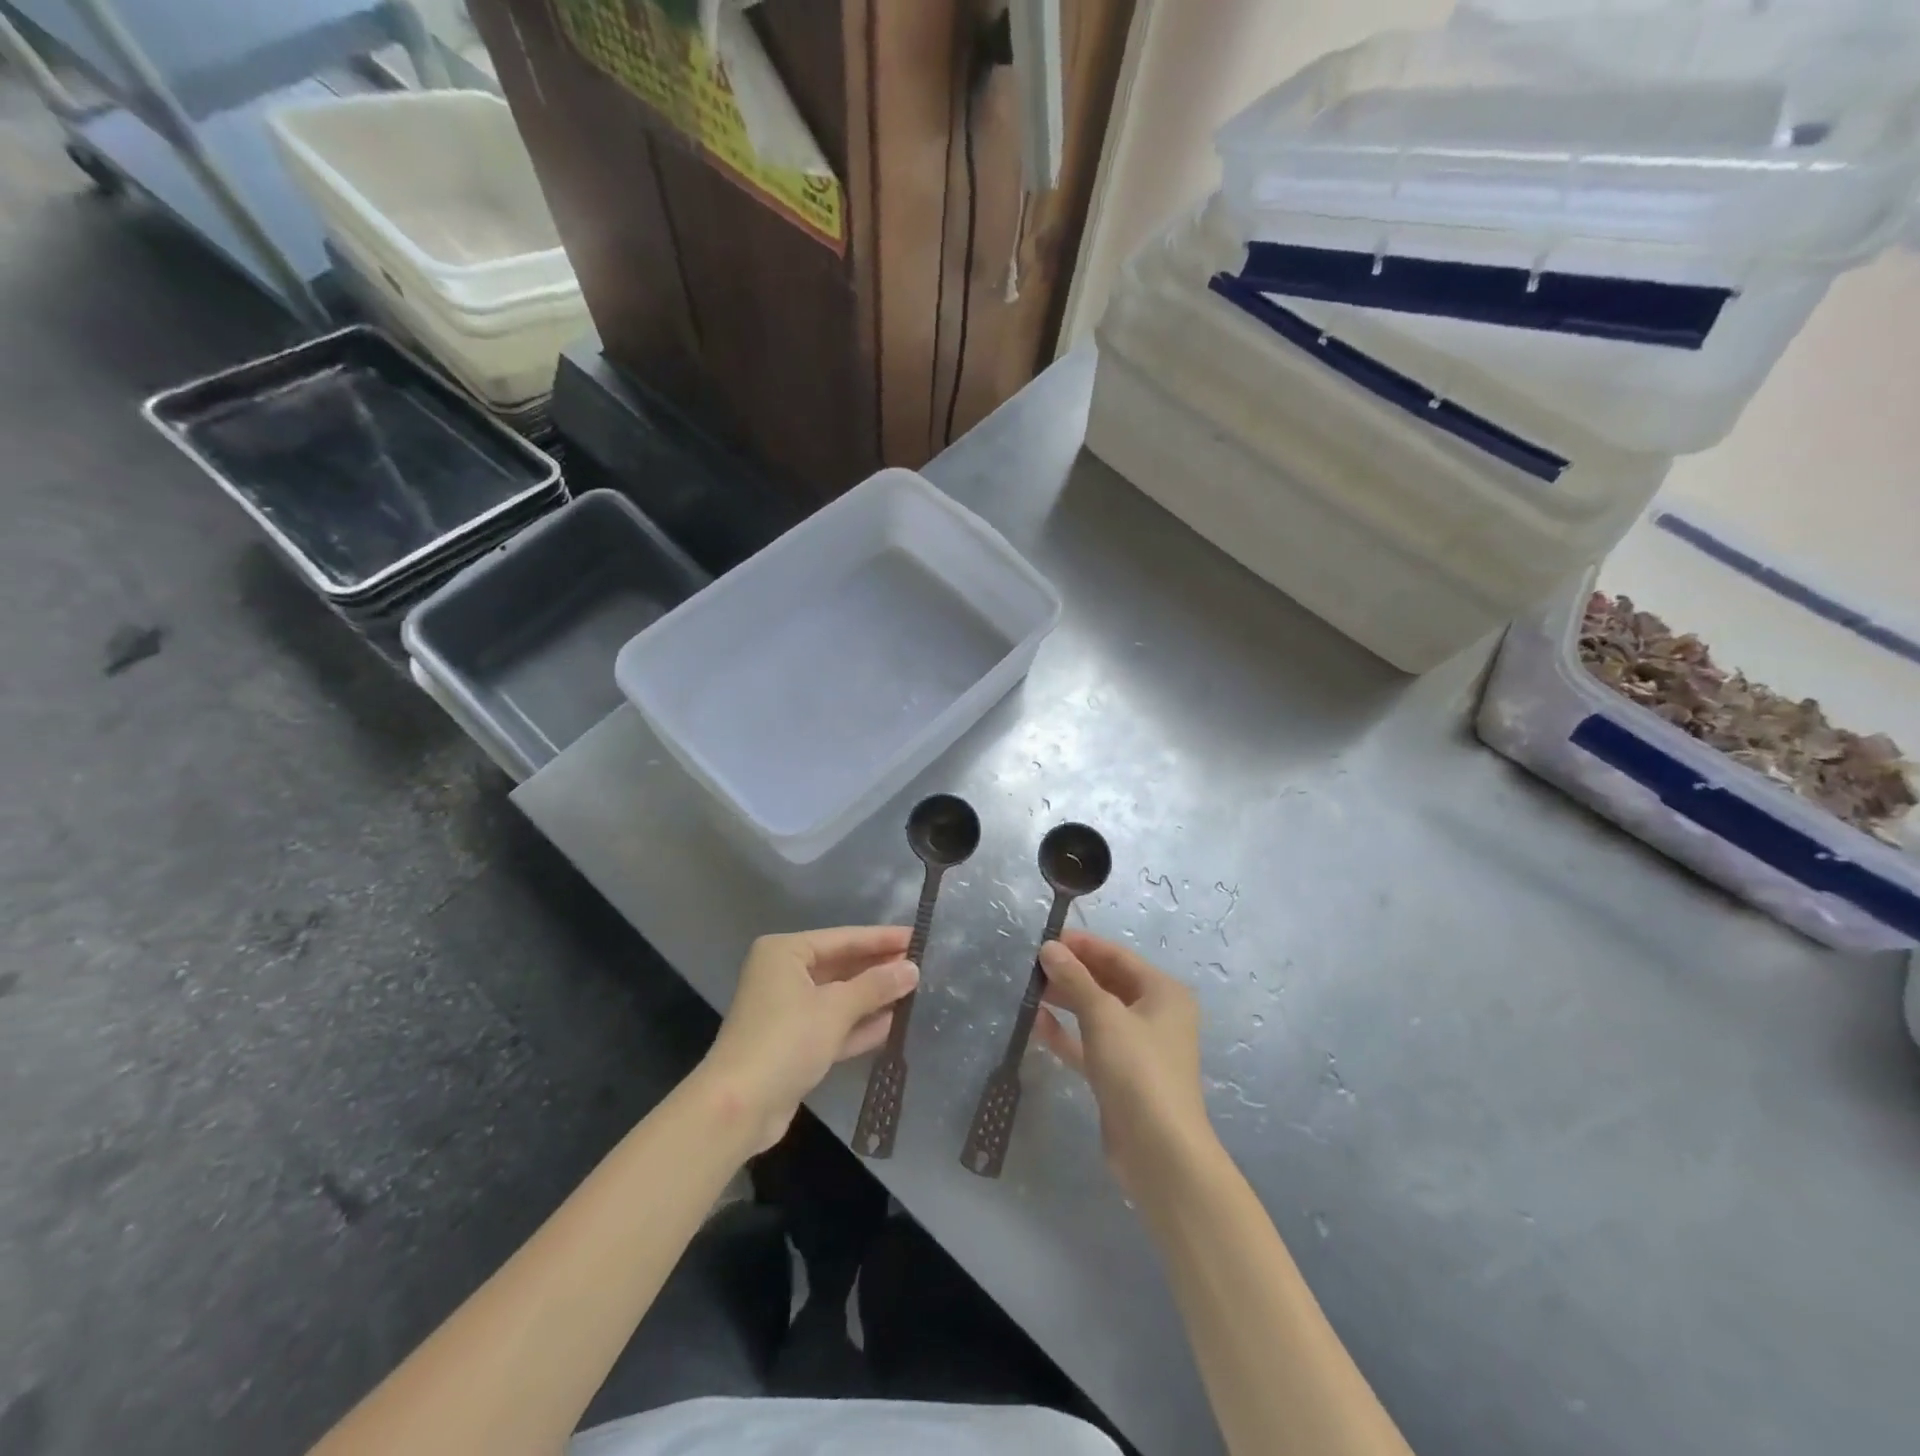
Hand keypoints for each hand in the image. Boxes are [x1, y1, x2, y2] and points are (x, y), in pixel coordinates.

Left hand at [701, 926, 917, 1152]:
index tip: (918, 937)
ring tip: (916, 991)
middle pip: (841, 965)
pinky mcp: (794, 1043)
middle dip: (879, 968)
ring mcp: (788, 1010)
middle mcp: (784, 974)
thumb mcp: (835, 1008)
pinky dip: (860, 1024)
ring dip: (874, 997)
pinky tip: (894, 1023)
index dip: (882, 938)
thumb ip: (876, 985)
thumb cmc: (786, 1041)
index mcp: (786, 952)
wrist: (738, 1108)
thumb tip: (912, 968)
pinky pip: (834, 1024)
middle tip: (922, 964)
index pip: (844, 938)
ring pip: (839, 997)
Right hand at [1036, 930, 1213, 1200]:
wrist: (1160, 1152)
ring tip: (1029, 989)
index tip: (1046, 939)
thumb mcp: (1103, 1016)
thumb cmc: (1138, 1069)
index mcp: (1163, 993)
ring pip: (1096, 1013)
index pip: (1118, 956)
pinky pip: (1089, 1043)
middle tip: (1031, 965)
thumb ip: (1074, 978)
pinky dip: (1066, 1033)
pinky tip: (1036, 1023)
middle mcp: (1155, 1015)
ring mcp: (1138, 1047)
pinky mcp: (1120, 1075)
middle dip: (1071, 972)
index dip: (1083, 945)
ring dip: (1066, 1001)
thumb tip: (1049, 947)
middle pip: (1107, 983)